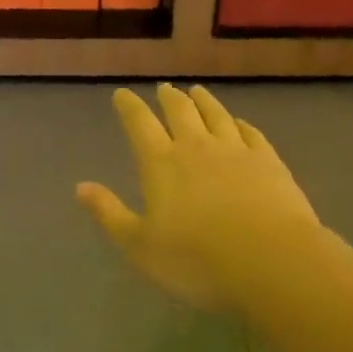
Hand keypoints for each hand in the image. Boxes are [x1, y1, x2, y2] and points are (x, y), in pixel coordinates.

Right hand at [77, 84, 324, 310]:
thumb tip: (80, 187)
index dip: (129, 107)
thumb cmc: (198, 260)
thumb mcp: (141, 246)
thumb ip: (110, 214)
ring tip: (197, 92)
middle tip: (164, 89)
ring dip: (204, 101)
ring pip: (216, 115)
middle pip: (180, 111)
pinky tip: (240, 123)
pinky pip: (251, 134)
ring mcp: (235, 151)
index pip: (140, 124)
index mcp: (161, 163)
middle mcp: (196, 147)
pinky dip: (241, 124)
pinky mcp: (269, 162)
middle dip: (169, 98)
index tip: (122, 94)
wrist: (272, 262)